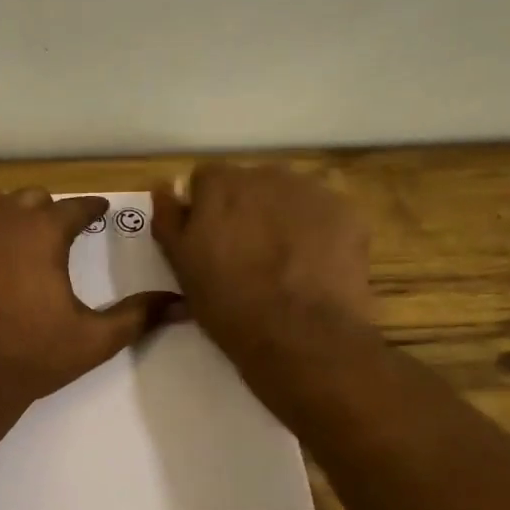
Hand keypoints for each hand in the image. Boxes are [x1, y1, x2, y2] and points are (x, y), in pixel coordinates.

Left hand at [0, 190, 178, 407]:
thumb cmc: (33, 356)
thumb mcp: (95, 339)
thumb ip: (138, 315)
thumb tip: (181, 304)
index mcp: (43, 231)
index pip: (76, 207)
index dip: (91, 209)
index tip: (99, 211)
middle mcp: (1, 219)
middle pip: (31, 198)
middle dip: (48, 212)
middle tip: (57, 232)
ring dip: (8, 214)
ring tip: (16, 237)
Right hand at [150, 163, 374, 363]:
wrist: (300, 335)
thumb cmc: (228, 304)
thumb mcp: (181, 266)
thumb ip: (169, 219)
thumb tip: (163, 186)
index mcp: (220, 186)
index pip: (206, 179)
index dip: (206, 208)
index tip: (210, 240)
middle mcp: (265, 175)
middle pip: (250, 183)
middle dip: (246, 209)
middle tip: (247, 254)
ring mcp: (311, 191)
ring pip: (288, 195)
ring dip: (282, 216)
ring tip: (284, 261)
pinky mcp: (347, 212)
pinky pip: (324, 212)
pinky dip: (317, 231)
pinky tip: (314, 265)